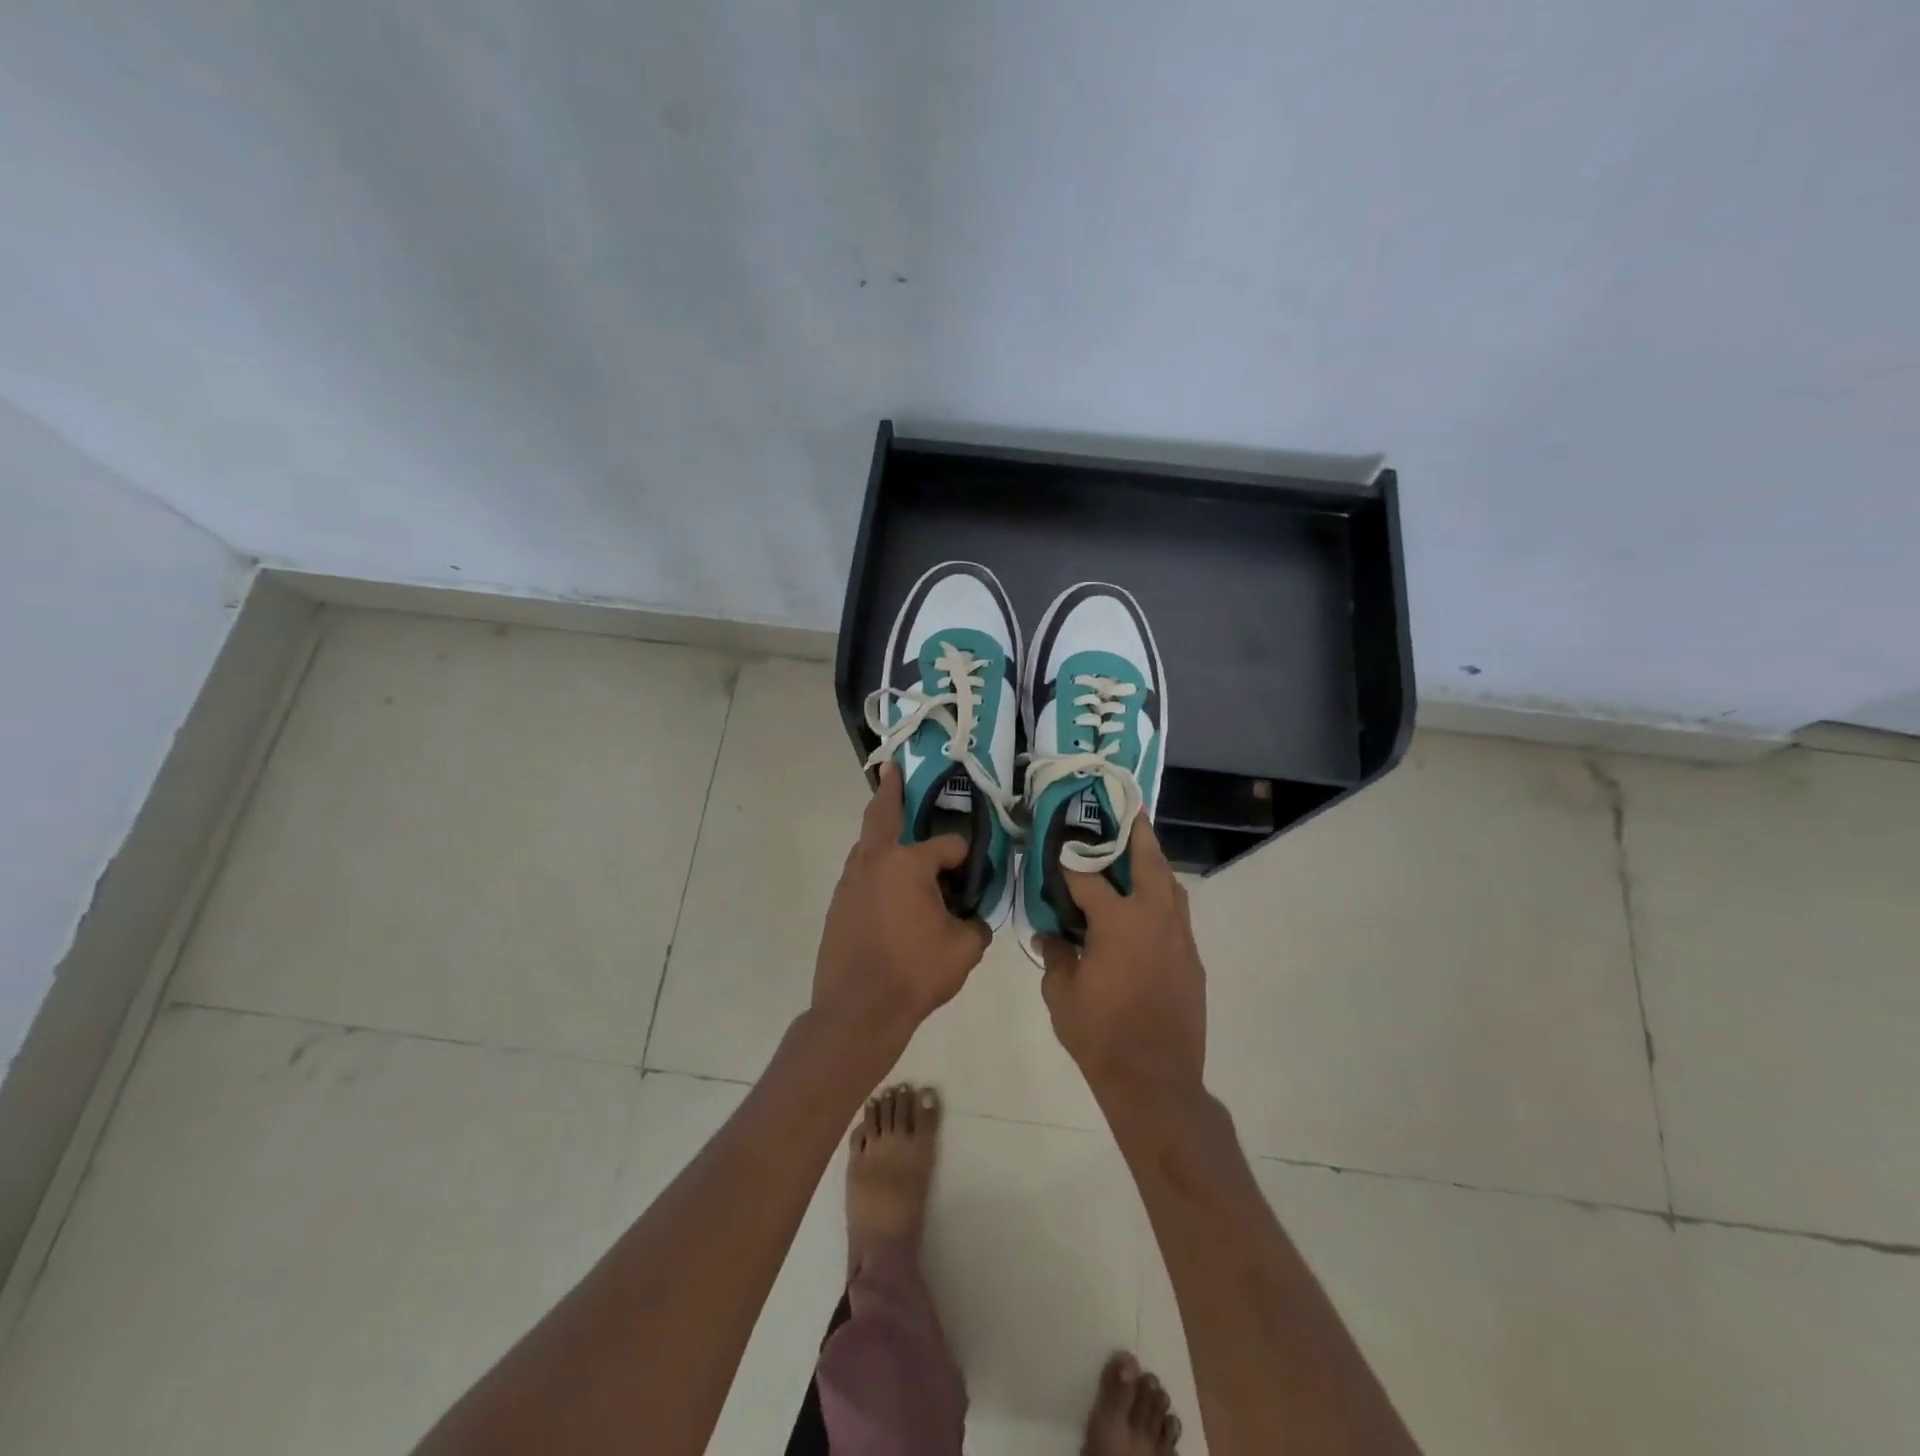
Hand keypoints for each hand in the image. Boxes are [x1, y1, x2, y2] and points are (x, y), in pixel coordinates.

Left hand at [811, 763, 992, 1054]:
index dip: (967, 856)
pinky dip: (875, 866)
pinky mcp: (838, 904)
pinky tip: (888, 884)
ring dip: (881, 830)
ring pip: (868, 844)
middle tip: (891, 768)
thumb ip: (977, 924)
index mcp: (909, 863)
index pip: (948, 845)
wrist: (856, 1009)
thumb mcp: (964, 949)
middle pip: (883, 813)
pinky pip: (861, 872)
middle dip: (890, 789)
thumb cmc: (914, 973)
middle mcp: (875, 861)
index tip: (978, 871)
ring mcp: (850, 881)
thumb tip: (977, 916)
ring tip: (895, 826)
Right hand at [1035, 815, 1206, 1105]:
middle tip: (1125, 810)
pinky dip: (1160, 898)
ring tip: (1135, 851)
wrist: (1156, 1081)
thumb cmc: (1101, 1035)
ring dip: (1153, 863)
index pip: (1088, 877)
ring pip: (1169, 884)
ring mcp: (1179, 937)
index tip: (1055, 845)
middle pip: (1148, 860)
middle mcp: (1154, 918)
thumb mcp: (1061, 994)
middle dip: (1135, 832)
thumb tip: (1049, 934)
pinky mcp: (1191, 958)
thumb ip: (1055, 954)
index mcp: (1119, 922)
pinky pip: (1176, 914)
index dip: (1068, 860)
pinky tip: (1144, 908)